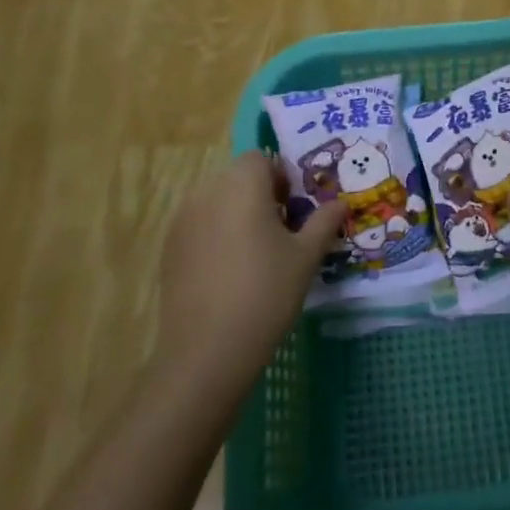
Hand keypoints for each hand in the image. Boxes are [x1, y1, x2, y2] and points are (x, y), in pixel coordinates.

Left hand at [154, 153, 344, 399]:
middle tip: (282, 232)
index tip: (295, 209)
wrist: (207, 351)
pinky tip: (229, 272)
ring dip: (237, 213)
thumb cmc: (266, 293)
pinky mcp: (169, 248)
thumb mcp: (306, 256)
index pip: (261, 159)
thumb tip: (340, 203)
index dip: (282, 177)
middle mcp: (207, 192)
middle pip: (238, 177)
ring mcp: (182, 220)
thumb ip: (324, 222)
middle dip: (261, 195)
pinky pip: (199, 225)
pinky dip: (216, 235)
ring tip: (256, 253)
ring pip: (217, 201)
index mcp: (242, 185)